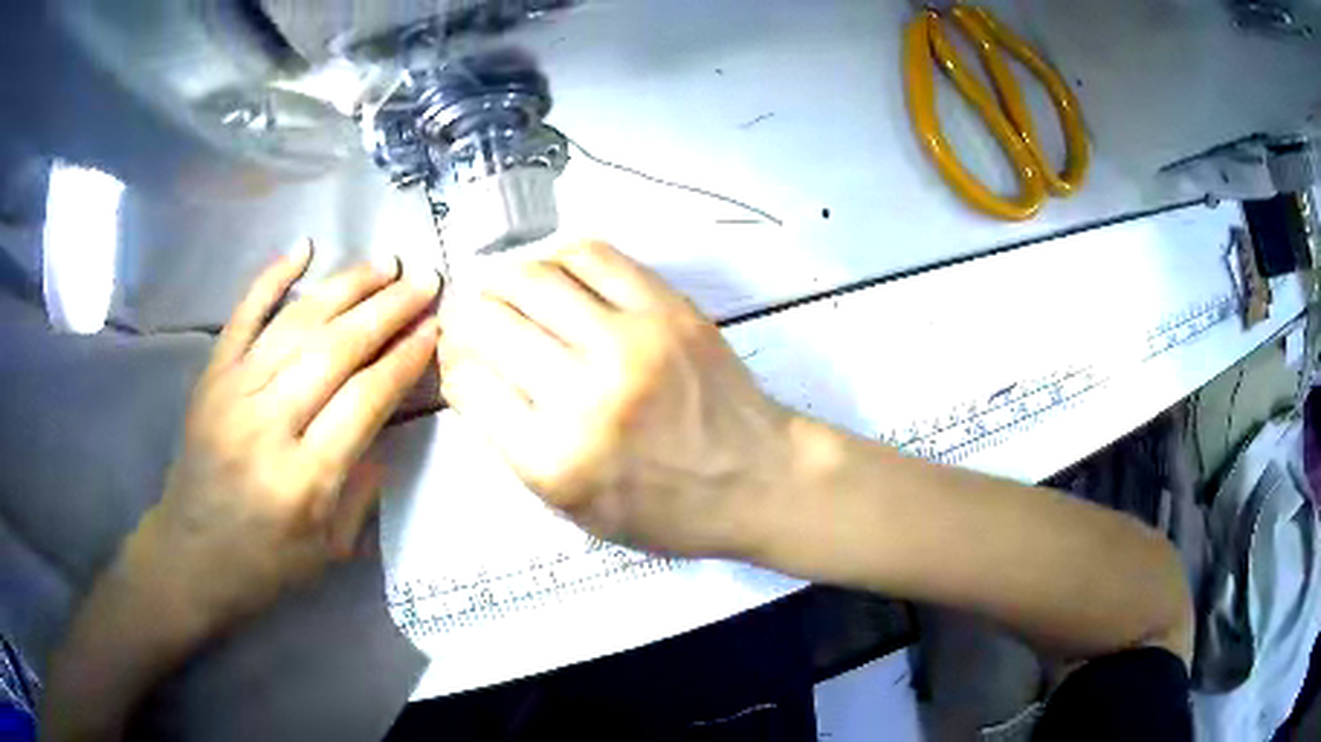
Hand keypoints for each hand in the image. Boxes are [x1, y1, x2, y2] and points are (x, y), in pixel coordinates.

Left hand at [139, 243, 439, 633]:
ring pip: (297, 324)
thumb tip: (386, 425)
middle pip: (336, 350)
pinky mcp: (211, 376)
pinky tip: (303, 248)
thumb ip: (362, 489)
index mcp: (304, 479)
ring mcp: (234, 392)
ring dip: (345, 286)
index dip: (404, 358)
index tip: (435, 327)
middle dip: (387, 309)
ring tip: (385, 263)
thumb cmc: (264, 563)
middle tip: (424, 279)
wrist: (188, 555)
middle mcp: (268, 424)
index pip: (365, 400)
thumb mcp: (328, 549)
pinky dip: (271, 278)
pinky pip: (243, 316)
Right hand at [437, 241, 792, 556]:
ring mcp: (629, 342)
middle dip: (466, 317)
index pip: (468, 385)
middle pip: (490, 324)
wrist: (758, 479)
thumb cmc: (667, 510)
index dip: (453, 364)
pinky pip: (591, 255)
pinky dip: (557, 256)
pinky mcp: (667, 308)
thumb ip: (515, 447)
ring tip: (503, 289)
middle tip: (470, 318)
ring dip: (502, 279)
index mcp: (554, 458)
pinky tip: (553, 272)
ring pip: (532, 279)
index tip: (458, 357)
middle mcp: (584, 394)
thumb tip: (474, 374)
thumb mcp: (576, 509)